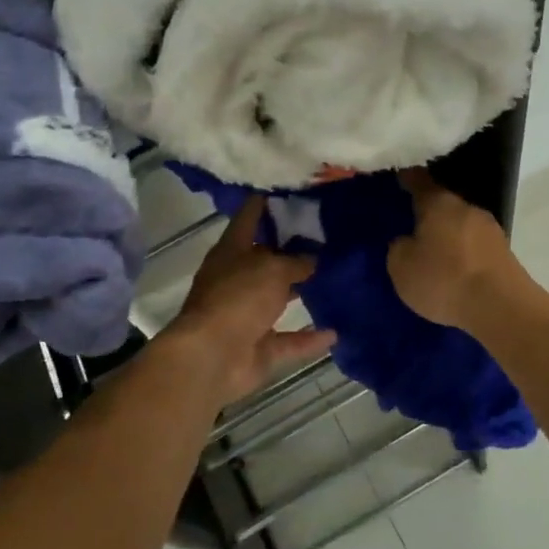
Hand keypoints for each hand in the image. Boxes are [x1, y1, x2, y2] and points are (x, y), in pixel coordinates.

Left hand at [163, 195, 334, 408]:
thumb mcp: (272, 268)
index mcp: (231, 251)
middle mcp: (235, 280)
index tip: (288, 191)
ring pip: (276, 299)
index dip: (264, 203)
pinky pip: (288, 340)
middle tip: (325, 236)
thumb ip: (295, 262)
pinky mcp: (258, 348)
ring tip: (332, 278)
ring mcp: (245, 316)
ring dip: (298, 292)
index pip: (248, 217)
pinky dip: (309, 338)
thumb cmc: (238, 297)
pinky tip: (336, 332)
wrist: (212, 357)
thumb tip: (311, 259)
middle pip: (264, 259)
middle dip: (290, 250)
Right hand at [387, 169, 522, 331]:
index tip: (400, 176)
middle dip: (429, 213)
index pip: (420, 181)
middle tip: (413, 225)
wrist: (501, 307)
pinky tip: (456, 270)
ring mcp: (491, 230)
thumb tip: (407, 241)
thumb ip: (399, 248)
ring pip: (461, 225)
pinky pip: (475, 246)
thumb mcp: (402, 267)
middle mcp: (467, 208)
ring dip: (449, 235)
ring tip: (434, 253)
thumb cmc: (444, 279)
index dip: (408, 178)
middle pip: (444, 204)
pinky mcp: (505, 254)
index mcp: (439, 203)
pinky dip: (464, 253)